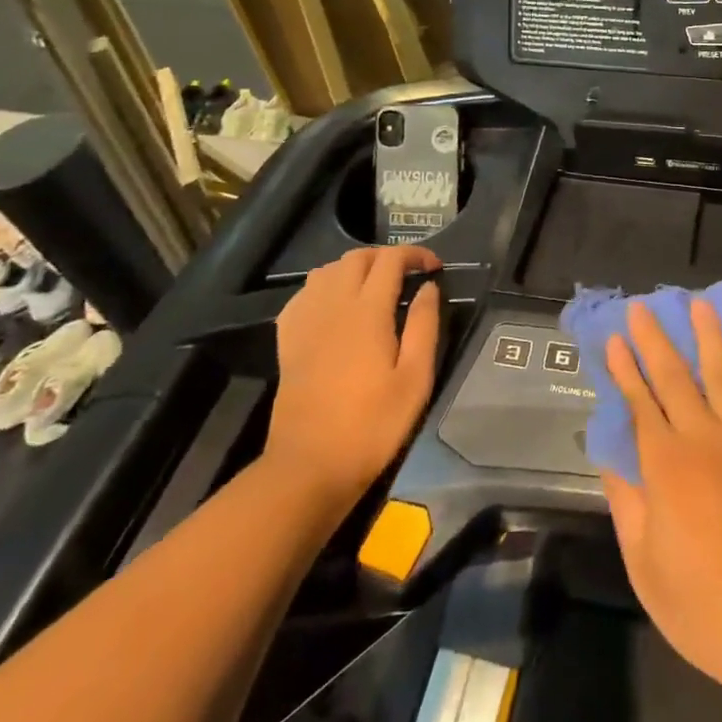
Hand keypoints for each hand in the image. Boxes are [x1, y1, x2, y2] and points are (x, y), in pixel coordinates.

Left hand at [264, 246, 440, 500]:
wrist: (309, 467)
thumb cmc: (372, 424)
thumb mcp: (415, 379)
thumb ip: (424, 325)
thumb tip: (428, 288)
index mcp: (367, 312)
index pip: (390, 260)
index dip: (415, 255)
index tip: (434, 268)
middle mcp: (333, 305)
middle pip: (356, 258)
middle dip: (386, 257)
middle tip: (408, 275)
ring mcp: (305, 322)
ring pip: (327, 270)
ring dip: (354, 268)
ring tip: (375, 287)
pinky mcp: (288, 340)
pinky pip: (304, 294)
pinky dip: (324, 287)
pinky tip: (337, 306)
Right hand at [601, 300, 721, 721]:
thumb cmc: (708, 610)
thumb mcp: (647, 568)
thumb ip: (627, 504)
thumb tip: (610, 455)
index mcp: (667, 467)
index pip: (640, 403)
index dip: (625, 369)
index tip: (613, 339)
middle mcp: (706, 438)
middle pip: (675, 377)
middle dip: (655, 340)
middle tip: (643, 307)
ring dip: (708, 337)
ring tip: (698, 305)